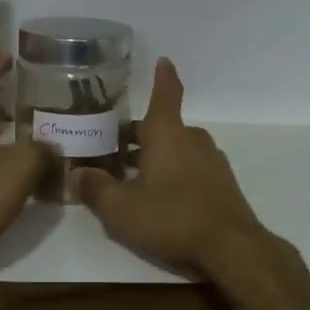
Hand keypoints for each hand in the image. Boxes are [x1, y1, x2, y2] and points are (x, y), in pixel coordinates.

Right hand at [77, 58, 274, 277]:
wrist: (232, 249)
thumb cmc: (172, 218)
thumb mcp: (121, 209)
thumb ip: (96, 189)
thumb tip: (78, 173)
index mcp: (167, 134)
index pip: (165, 94)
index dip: (162, 76)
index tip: (163, 60)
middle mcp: (191, 139)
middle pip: (162, 127)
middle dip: (136, 135)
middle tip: (110, 150)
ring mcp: (211, 162)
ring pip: (176, 149)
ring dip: (153, 156)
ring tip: (129, 178)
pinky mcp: (222, 184)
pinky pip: (190, 168)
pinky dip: (172, 173)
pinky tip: (158, 199)